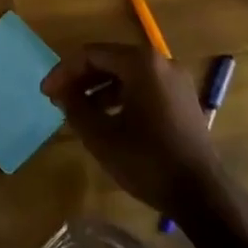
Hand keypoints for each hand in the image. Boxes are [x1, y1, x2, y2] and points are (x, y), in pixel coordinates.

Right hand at [42, 43, 227, 214]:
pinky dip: (121, 96)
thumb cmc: (147, 160)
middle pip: (111, 60)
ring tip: (79, 111)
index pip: (92, 54)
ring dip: (99, 88)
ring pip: (127, 74)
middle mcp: (161, 62)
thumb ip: (75, 107)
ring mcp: (175, 80)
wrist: (201, 192)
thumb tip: (62, 92)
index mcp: (141, 63)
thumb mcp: (101, 136)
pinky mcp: (182, 99)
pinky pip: (144, 87)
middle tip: (59, 99)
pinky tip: (107, 119)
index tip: (46, 93)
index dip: (64, 71)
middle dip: (81, 78)